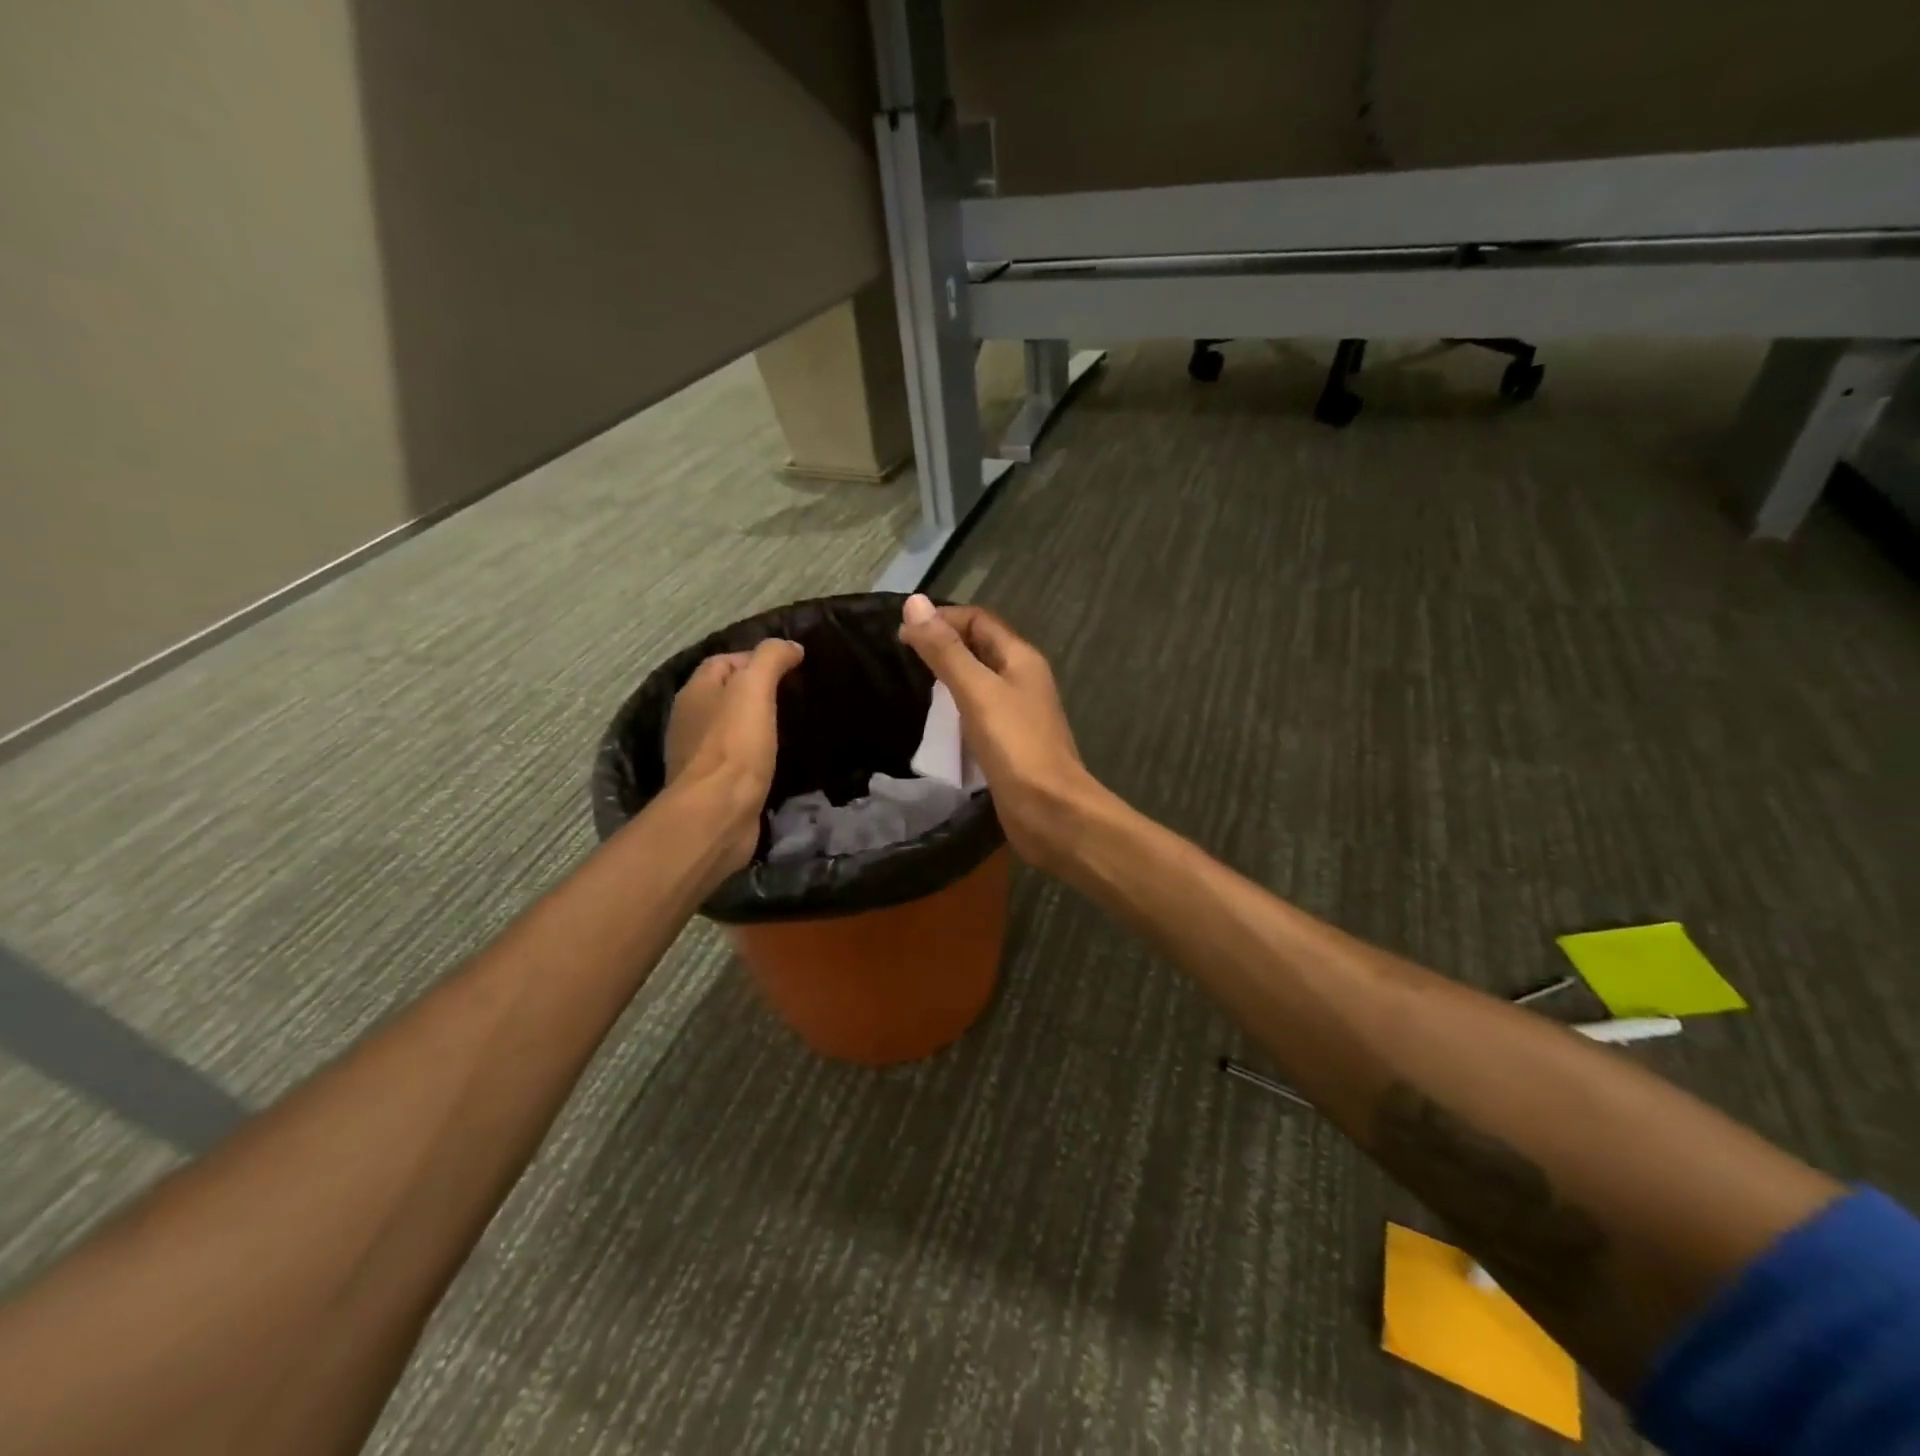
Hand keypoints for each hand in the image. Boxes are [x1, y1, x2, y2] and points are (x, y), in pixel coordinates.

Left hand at [664, 638, 803, 873]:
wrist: (717, 813)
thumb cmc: (734, 746)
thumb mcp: (754, 689)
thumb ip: (770, 660)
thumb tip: (790, 646)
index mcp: (695, 692)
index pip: (723, 661)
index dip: (755, 658)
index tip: (791, 667)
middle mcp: (691, 720)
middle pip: (725, 694)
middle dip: (755, 691)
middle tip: (795, 696)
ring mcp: (699, 755)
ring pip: (730, 728)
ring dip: (756, 724)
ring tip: (791, 726)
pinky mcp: (714, 785)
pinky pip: (737, 759)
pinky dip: (755, 754)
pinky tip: (778, 759)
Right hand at [898, 594, 1101, 869]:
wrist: (1051, 811)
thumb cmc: (1015, 746)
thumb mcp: (977, 691)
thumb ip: (946, 650)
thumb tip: (914, 602)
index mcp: (1021, 658)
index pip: (979, 620)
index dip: (942, 619)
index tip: (902, 634)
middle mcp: (1023, 679)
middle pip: (980, 648)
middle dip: (944, 646)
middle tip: (902, 658)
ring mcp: (1018, 713)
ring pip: (979, 682)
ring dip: (949, 679)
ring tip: (912, 686)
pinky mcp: (1010, 743)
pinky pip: (979, 713)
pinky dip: (956, 711)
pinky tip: (935, 724)